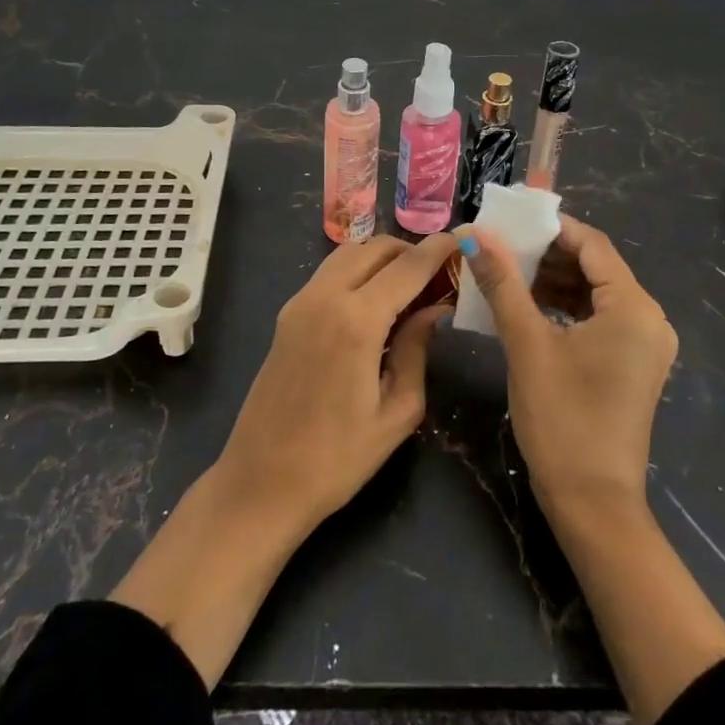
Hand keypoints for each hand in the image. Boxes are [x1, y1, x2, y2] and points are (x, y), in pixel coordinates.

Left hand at [112, 233, 455, 686]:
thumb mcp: (397, 411)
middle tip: (438, 271)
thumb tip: (434, 310)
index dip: (437, 249)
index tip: (462, 240)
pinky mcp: (287, 315)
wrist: (261, 483)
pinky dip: (357, 271)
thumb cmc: (337, 459)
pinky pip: (329, 273)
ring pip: (348, 253)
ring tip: (409, 284)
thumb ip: (417, 350)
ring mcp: (300, 303)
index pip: (407, 266)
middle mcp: (325, 297)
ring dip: (381, 257)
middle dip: (410, 250)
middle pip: (375, 248)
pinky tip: (374, 301)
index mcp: (356, 321)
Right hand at [461, 217, 724, 724]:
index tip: (508, 222)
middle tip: (500, 247)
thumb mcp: (527, 344)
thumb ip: (502, 283)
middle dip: (547, 254)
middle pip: (595, 266)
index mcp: (633, 306)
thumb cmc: (562, 418)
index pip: (592, 244)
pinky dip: (565, 307)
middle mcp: (649, 318)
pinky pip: (599, 318)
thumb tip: (475, 234)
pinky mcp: (633, 364)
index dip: (549, 227)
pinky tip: (528, 306)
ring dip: (553, 280)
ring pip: (595, 292)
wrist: (593, 504)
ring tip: (507, 273)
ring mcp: (644, 344)